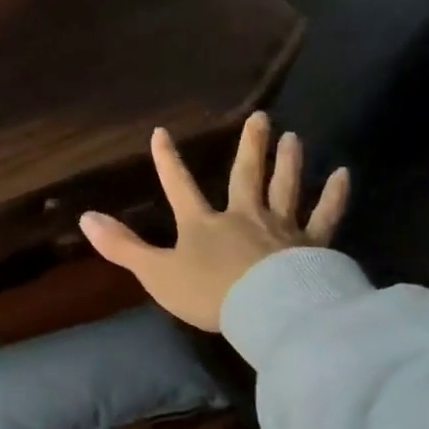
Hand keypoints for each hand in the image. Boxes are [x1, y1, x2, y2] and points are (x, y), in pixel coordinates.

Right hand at [77, 112, 348, 331]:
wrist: (266, 310)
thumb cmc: (208, 293)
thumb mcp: (156, 273)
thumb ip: (123, 247)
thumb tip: (85, 218)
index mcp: (203, 225)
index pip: (179, 187)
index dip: (167, 162)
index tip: (161, 133)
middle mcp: (243, 216)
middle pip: (246, 175)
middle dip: (250, 147)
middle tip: (261, 117)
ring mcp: (280, 228)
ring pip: (285, 187)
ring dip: (288, 162)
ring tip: (293, 137)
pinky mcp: (312, 245)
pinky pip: (325, 215)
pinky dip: (334, 195)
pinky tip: (343, 175)